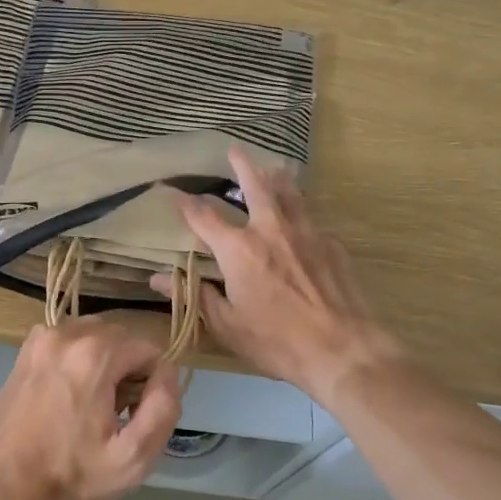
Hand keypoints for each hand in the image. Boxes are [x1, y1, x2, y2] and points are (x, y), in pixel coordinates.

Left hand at [0, 319, 181, 499]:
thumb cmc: (69, 480)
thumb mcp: (132, 459)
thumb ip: (163, 409)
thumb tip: (169, 374)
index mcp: (95, 353)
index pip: (148, 348)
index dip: (153, 382)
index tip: (137, 414)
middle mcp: (67, 334)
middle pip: (120, 338)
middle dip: (128, 369)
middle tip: (117, 414)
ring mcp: (41, 339)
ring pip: (94, 337)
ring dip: (104, 363)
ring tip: (92, 408)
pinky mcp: (24, 352)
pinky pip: (68, 343)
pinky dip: (77, 360)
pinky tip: (68, 398)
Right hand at [158, 148, 399, 402]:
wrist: (343, 350)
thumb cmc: (277, 342)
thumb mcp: (227, 326)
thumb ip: (195, 296)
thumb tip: (157, 279)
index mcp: (239, 249)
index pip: (203, 217)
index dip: (185, 203)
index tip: (173, 192)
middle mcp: (271, 230)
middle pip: (255, 186)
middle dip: (242, 165)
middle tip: (235, 149)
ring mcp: (306, 233)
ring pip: (289, 193)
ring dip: (277, 177)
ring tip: (273, 166)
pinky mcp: (332, 244)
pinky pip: (312, 218)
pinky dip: (302, 211)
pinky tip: (303, 219)